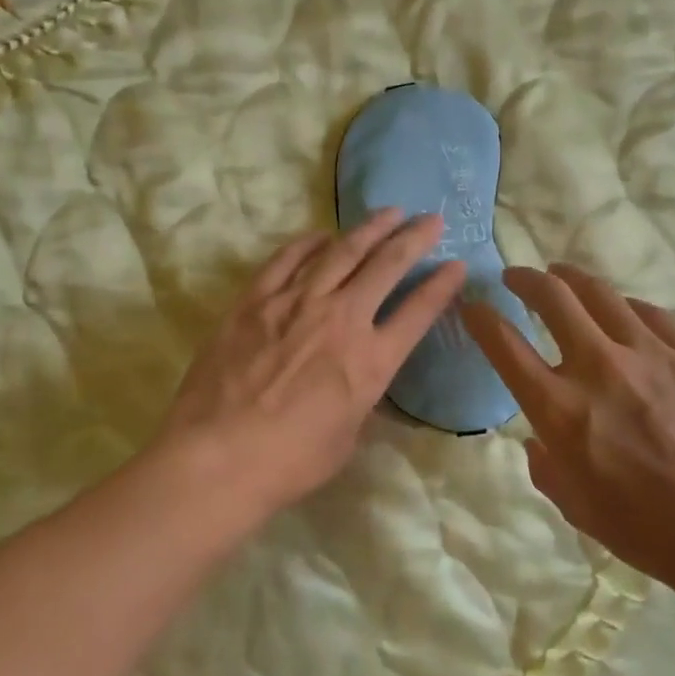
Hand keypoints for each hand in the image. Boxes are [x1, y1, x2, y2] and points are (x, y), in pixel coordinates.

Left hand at [155, 211, 467, 514]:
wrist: (218, 457)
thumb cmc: (289, 462)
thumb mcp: (346, 437)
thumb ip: (360, 398)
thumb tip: (360, 377)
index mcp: (371, 361)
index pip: (418, 312)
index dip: (442, 285)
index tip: (457, 264)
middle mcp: (341, 319)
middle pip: (386, 266)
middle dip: (414, 238)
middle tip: (430, 219)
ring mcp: (296, 303)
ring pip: (341, 252)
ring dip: (369, 229)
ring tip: (388, 212)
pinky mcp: (255, 300)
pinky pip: (287, 259)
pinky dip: (308, 242)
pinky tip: (322, 235)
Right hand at [460, 263, 674, 591]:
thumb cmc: (647, 530)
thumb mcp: (574, 506)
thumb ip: (545, 465)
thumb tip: (540, 439)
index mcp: (560, 409)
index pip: (504, 345)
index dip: (481, 318)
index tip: (473, 306)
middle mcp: (598, 368)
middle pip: (552, 298)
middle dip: (525, 279)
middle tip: (516, 277)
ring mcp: (650, 354)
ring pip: (600, 293)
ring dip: (571, 278)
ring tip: (561, 274)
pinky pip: (651, 314)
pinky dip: (626, 306)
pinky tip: (622, 310)